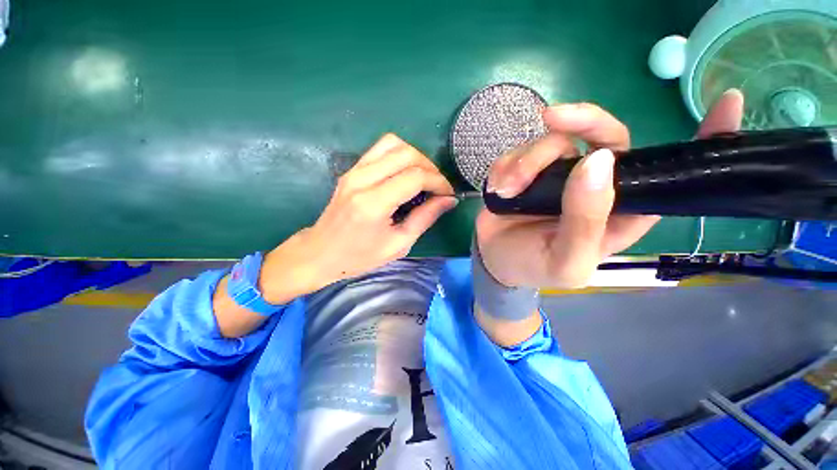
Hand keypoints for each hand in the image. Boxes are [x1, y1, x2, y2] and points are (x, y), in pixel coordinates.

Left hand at [259, 134, 456, 301]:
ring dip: (415, 157)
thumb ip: (425, 218)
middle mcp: (362, 180)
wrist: (320, 253)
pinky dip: (399, 155)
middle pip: (406, 154)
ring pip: (393, 144)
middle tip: (437, 187)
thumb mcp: (399, 244)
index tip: (447, 194)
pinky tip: (405, 173)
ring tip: (423, 177)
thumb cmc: (360, 256)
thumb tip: (449, 200)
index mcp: (373, 203)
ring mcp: (354, 171)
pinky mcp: (351, 169)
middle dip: (430, 167)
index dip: (438, 182)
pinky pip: (380, 149)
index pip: (415, 176)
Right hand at [476, 89, 744, 288]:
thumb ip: (586, 220)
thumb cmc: (533, 266)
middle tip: (551, 118)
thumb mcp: (566, 260)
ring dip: (524, 163)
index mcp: (618, 210)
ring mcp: (557, 174)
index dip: (703, 139)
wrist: (494, 259)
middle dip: (581, 120)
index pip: (669, 172)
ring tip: (506, 191)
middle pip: (605, 135)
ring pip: (553, 140)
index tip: (728, 101)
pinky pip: (519, 151)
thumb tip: (598, 161)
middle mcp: (593, 184)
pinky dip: (506, 166)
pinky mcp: (527, 170)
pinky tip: (499, 189)